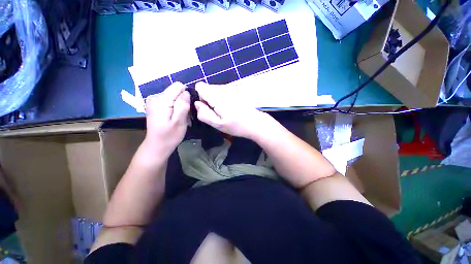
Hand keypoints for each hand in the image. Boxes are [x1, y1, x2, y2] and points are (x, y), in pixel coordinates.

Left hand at [144, 82, 189, 154]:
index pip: (177, 86)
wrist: (157, 146)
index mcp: (161, 100)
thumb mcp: (179, 122)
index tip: (189, 106)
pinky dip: (175, 107)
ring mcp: (154, 100)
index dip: (186, 94)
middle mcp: (155, 97)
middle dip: (183, 101)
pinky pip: (170, 100)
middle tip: (185, 115)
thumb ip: (183, 105)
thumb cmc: (170, 136)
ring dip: (180, 105)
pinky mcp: (155, 105)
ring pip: (174, 96)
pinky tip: (175, 116)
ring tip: (181, 117)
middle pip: (175, 91)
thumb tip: (186, 92)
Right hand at [194, 82, 273, 138]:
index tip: (208, 108)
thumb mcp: (218, 124)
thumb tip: (196, 103)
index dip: (200, 97)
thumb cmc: (237, 126)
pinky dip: (223, 98)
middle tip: (217, 112)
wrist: (256, 122)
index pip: (200, 86)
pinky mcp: (236, 90)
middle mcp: (223, 88)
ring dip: (216, 99)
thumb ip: (204, 114)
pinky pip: (223, 91)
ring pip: (215, 90)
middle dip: (208, 99)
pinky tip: (231, 108)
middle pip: (207, 88)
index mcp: (217, 95)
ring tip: (225, 111)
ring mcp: (231, 88)